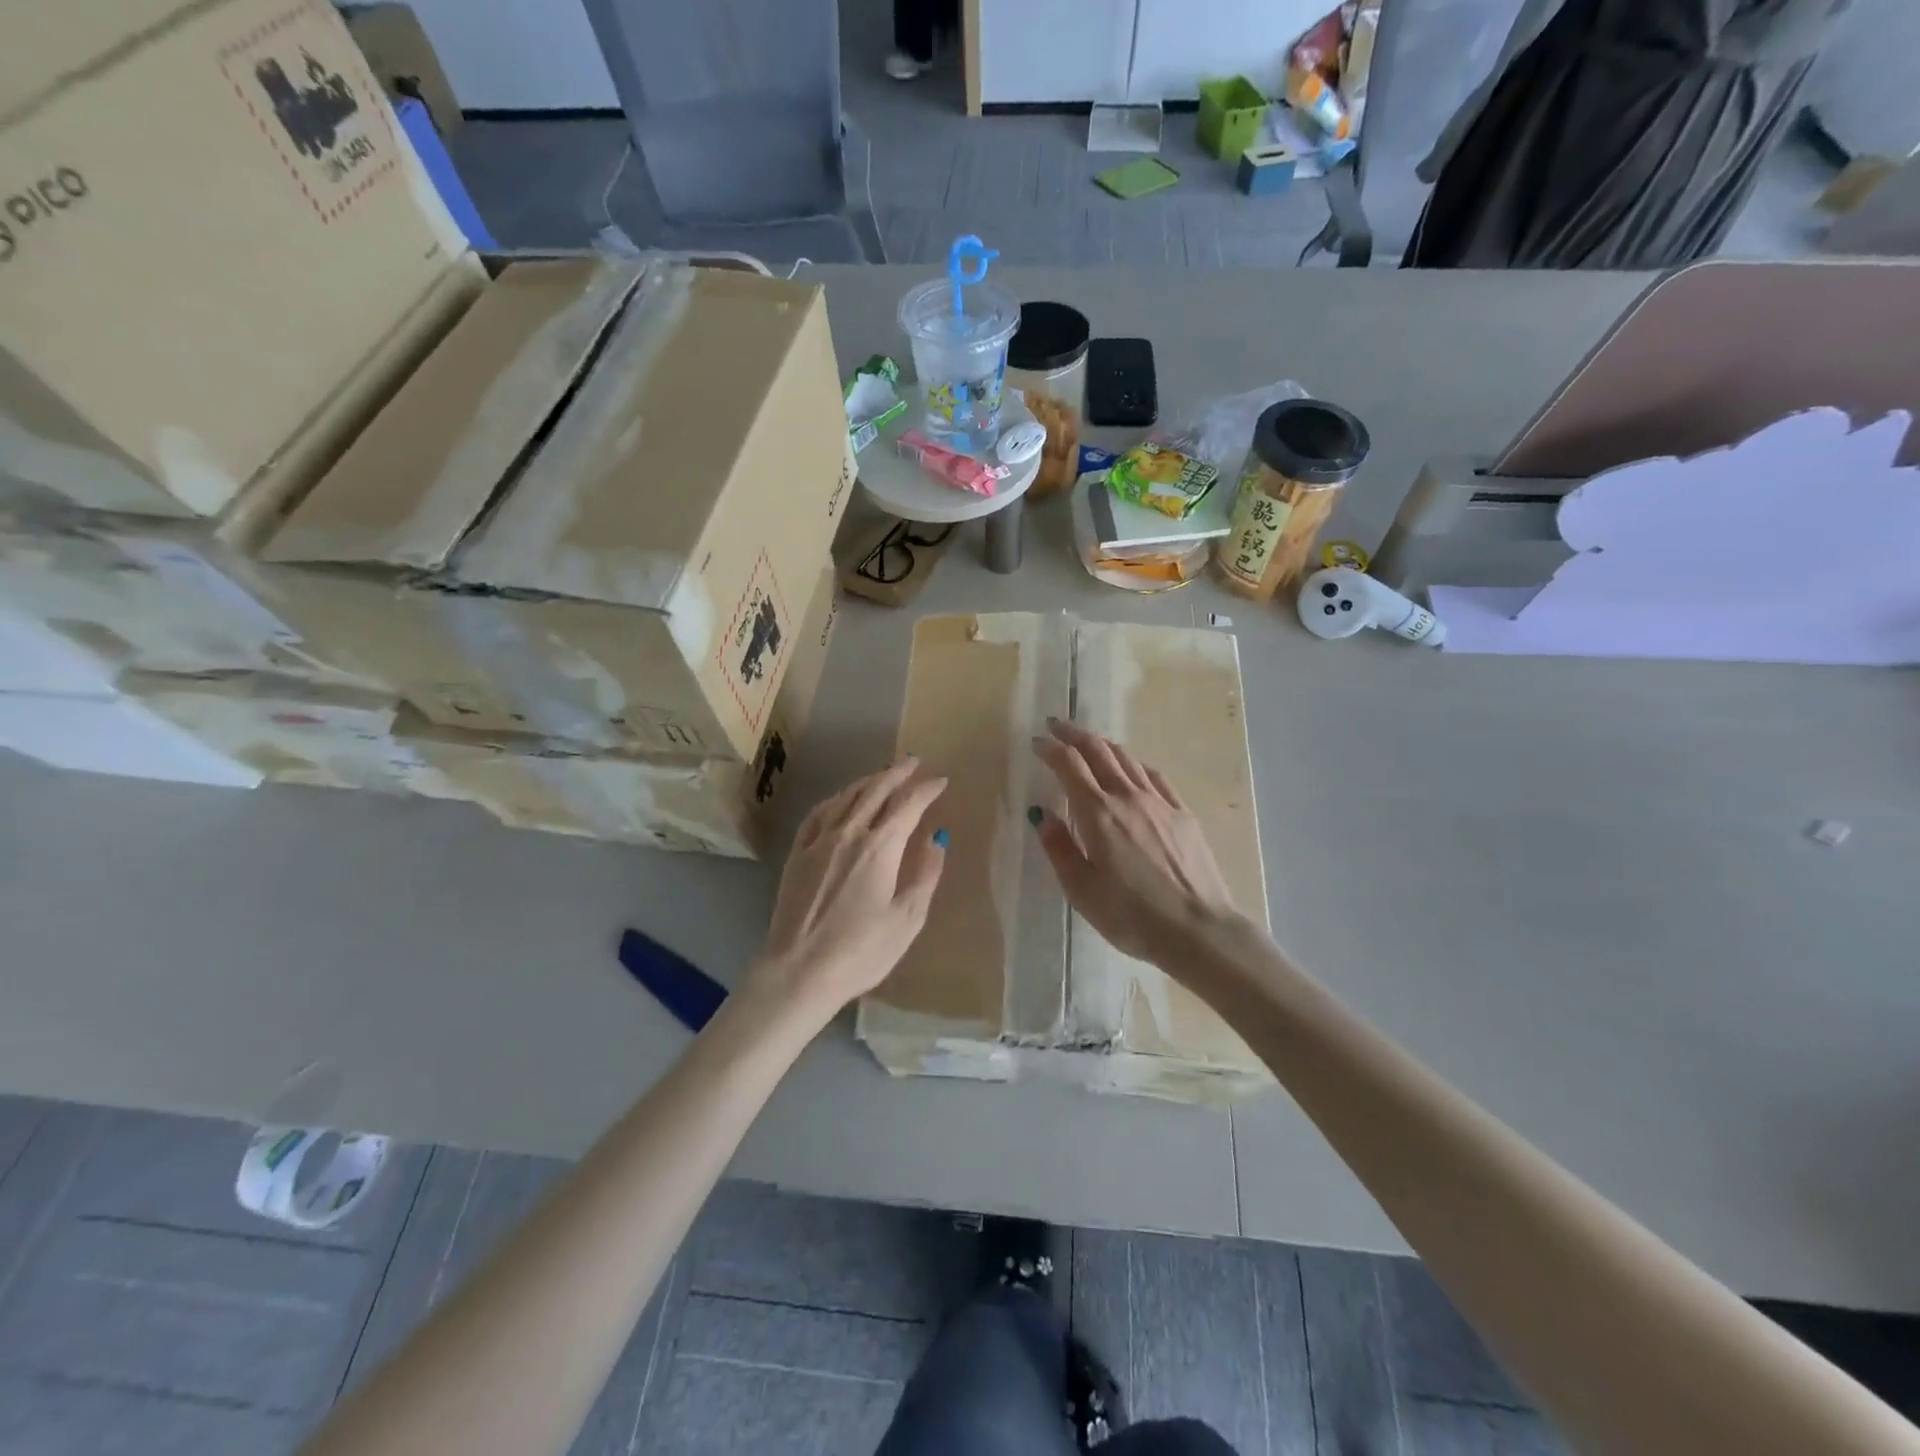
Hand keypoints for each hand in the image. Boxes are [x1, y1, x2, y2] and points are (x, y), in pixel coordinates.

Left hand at [745, 759, 948, 1022]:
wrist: (799, 971)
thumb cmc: (861, 951)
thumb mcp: (907, 919)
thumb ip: (925, 874)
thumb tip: (936, 838)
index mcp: (880, 847)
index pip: (908, 805)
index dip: (926, 790)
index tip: (940, 781)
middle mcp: (849, 833)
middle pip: (875, 790)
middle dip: (897, 773)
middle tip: (913, 761)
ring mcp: (818, 841)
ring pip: (846, 797)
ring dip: (868, 781)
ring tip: (882, 774)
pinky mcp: (797, 854)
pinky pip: (818, 813)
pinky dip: (836, 799)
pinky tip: (841, 799)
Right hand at [1032, 718, 1239, 965]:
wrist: (1199, 930)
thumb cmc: (1132, 916)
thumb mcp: (1082, 890)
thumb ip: (1059, 848)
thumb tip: (1043, 814)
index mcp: (1097, 813)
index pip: (1069, 765)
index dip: (1050, 748)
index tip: (1036, 742)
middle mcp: (1127, 797)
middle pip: (1098, 751)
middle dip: (1074, 734)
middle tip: (1056, 725)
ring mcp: (1159, 802)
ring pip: (1126, 758)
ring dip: (1103, 744)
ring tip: (1089, 742)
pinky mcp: (1182, 813)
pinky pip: (1153, 775)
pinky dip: (1134, 763)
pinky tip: (1131, 767)